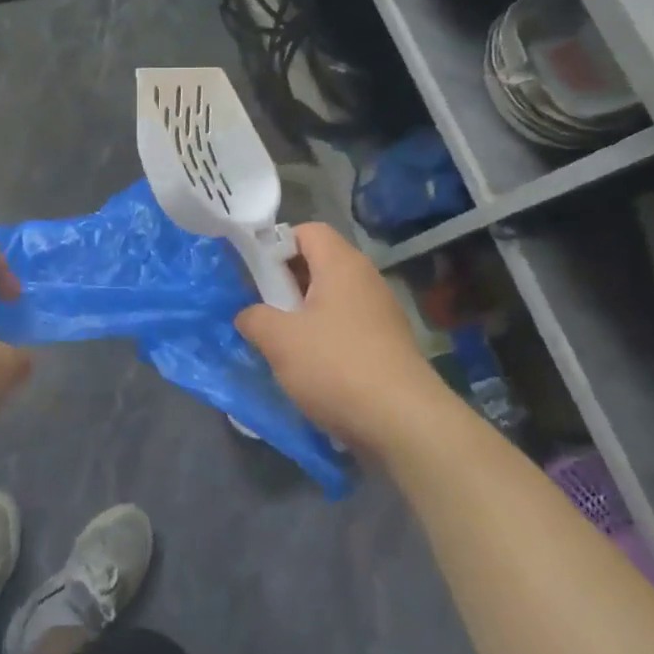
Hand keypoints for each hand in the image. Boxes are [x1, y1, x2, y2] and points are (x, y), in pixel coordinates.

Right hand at [235, 223, 446, 452]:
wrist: (404, 423)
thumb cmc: (335, 366)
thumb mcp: (279, 340)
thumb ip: (254, 318)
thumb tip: (248, 315)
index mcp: (341, 264)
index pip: (307, 230)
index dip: (276, 244)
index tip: (255, 275)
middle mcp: (365, 279)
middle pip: (319, 263)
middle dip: (285, 283)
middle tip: (262, 310)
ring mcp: (381, 313)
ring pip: (331, 298)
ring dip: (303, 314)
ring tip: (282, 343)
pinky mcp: (387, 344)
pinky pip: (346, 326)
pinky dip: (324, 337)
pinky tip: (311, 367)